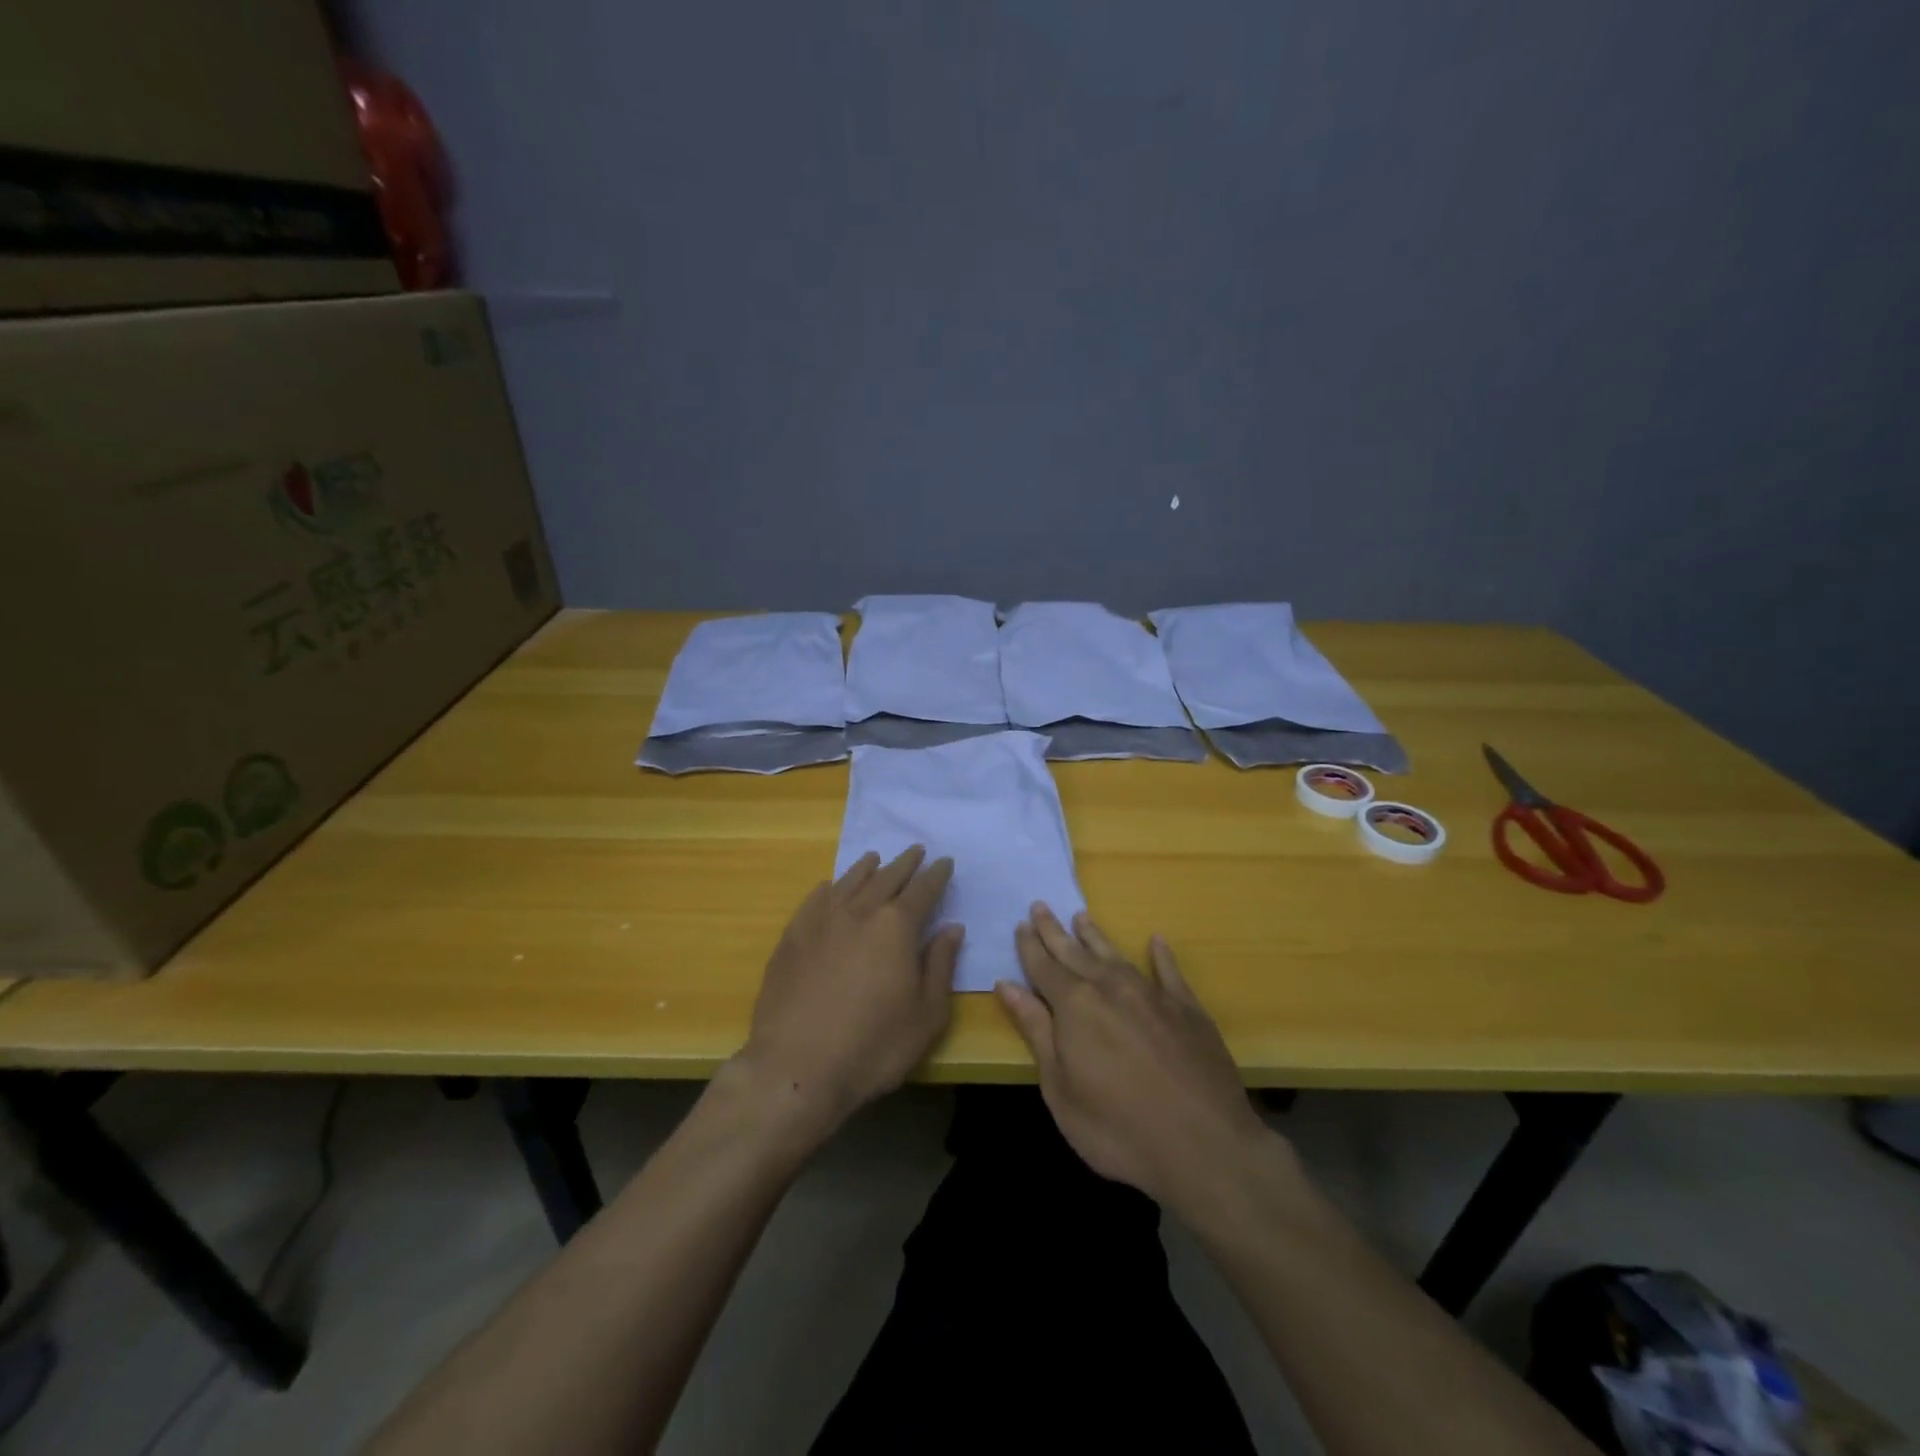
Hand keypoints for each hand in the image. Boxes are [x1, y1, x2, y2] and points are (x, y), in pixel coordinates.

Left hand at [736, 846, 961, 1137]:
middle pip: (886, 877)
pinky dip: (829, 887)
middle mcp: (859, 911)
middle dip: (905, 863)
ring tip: (875, 858)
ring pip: (848, 881)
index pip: (923, 889)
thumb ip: (940, 965)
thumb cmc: (874, 1046)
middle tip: (916, 850)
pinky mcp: (792, 937)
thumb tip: (952, 928)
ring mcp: (820, 921)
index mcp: (896, 926)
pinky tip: (830, 887)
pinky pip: (814, 899)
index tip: (945, 861)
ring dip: (866, 868)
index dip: (936, 874)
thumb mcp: (926, 1014)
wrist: (797, 1068)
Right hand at [997, 905, 1272, 1214]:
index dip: (1030, 946)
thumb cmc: (1118, 1129)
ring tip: (1081, 917)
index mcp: (1075, 1005)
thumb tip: (1008, 985)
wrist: (1204, 1146)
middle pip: (1075, 953)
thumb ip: (1036, 1031)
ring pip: (1115, 955)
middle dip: (1054, 931)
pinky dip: (1161, 955)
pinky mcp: (1188, 1009)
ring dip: (1095, 936)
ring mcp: (1152, 994)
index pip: (1044, 967)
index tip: (1020, 924)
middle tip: (1040, 906)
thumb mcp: (1060, 1088)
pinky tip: (1156, 941)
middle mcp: (1111, 987)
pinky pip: (1169, 972)